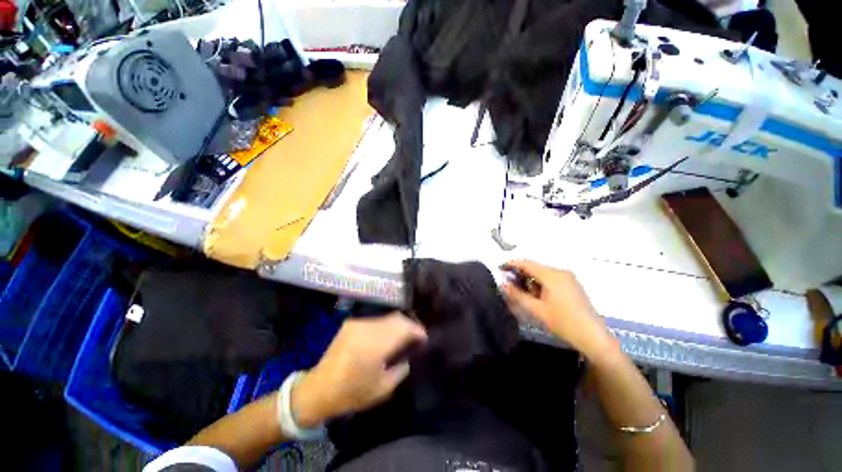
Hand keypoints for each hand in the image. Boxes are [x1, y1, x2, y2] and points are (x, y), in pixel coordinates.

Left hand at [291, 312, 426, 426]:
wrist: (318, 389)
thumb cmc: (352, 392)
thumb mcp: (383, 388)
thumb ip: (401, 369)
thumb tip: (410, 355)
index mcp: (375, 344)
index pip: (404, 328)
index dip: (417, 331)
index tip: (425, 339)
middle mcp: (368, 328)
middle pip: (397, 318)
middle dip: (410, 325)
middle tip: (417, 337)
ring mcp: (358, 323)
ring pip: (387, 317)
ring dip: (398, 325)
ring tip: (404, 337)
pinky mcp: (352, 323)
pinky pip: (376, 320)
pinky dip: (386, 326)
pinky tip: (387, 336)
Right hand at [502, 260, 615, 360]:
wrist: (592, 336)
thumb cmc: (563, 322)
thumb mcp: (536, 309)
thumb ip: (517, 295)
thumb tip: (503, 284)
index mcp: (552, 275)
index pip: (527, 264)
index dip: (512, 264)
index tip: (500, 268)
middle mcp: (561, 272)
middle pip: (535, 267)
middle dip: (521, 274)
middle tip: (509, 284)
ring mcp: (568, 278)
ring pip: (543, 273)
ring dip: (531, 280)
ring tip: (522, 292)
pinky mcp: (572, 285)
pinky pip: (551, 278)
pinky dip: (540, 283)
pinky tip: (537, 295)